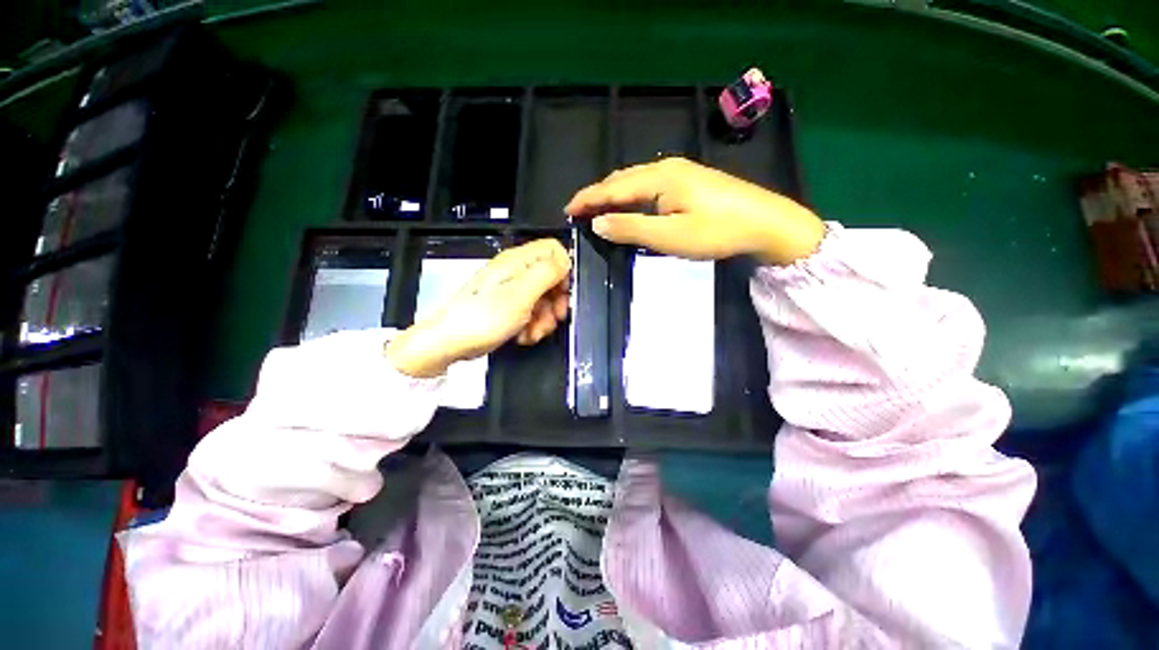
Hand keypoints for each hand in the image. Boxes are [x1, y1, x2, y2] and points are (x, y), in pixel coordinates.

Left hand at [385, 239, 570, 377]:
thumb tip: (566, 261)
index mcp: (518, 261)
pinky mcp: (507, 307)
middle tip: (554, 317)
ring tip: (534, 332)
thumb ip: (547, 273)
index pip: (554, 250)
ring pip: (543, 299)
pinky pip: (530, 312)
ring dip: (544, 318)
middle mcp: (516, 271)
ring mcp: (511, 290)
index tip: (564, 292)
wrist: (450, 342)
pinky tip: (524, 335)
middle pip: (551, 277)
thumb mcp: (522, 294)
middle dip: (556, 300)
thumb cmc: (483, 317)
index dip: (564, 270)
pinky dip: (532, 325)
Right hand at [565, 157, 823, 264]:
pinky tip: (629, 205)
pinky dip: (631, 196)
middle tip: (578, 211)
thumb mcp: (670, 236)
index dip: (588, 198)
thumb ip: (631, 228)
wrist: (766, 223)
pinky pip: (648, 186)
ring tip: (597, 209)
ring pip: (635, 182)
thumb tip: (597, 222)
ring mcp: (679, 172)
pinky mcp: (689, 181)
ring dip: (613, 195)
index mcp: (658, 178)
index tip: (568, 210)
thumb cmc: (716, 231)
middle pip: (621, 180)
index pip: (612, 187)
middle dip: (597, 195)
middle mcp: (665, 168)